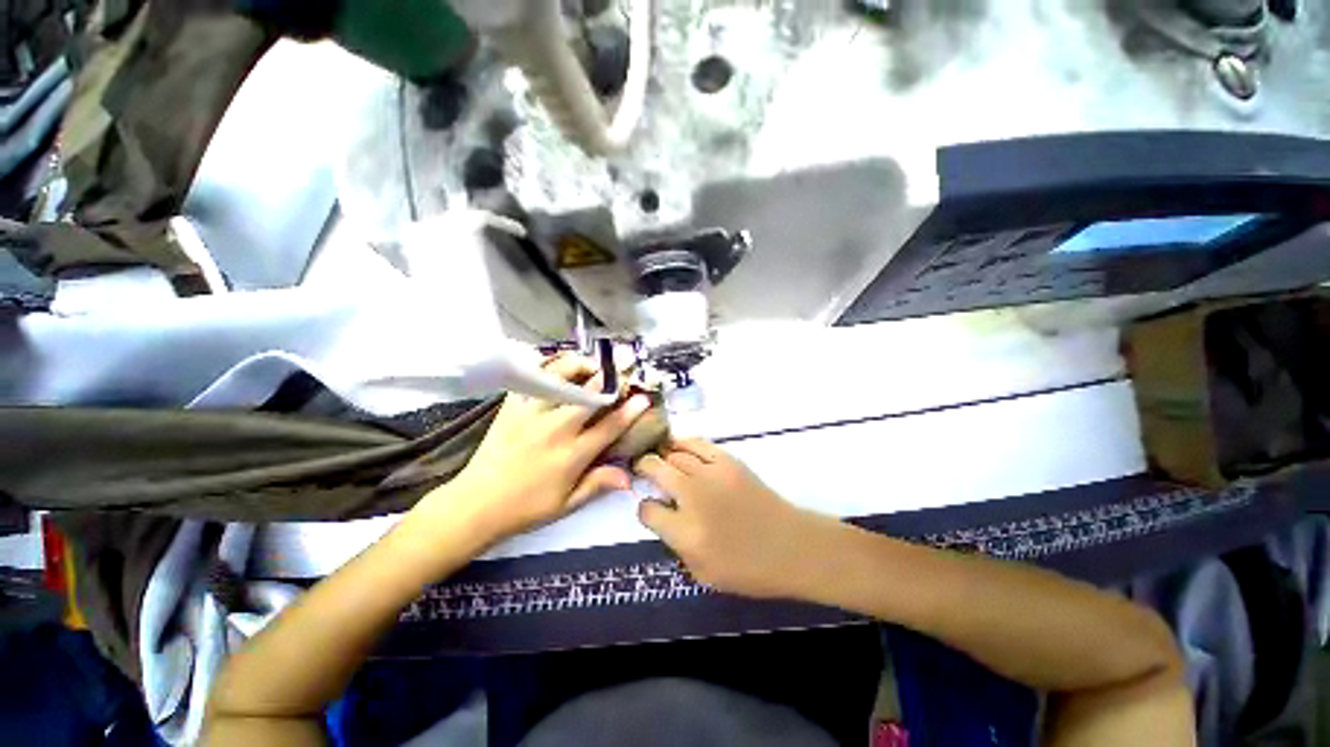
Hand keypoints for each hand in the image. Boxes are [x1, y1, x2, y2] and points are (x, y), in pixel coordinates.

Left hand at [416, 354, 651, 545]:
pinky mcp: (511, 406)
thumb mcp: (567, 504)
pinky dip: (547, 367)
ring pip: (560, 377)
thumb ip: (599, 484)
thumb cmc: (526, 507)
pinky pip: (531, 377)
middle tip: (622, 373)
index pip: (610, 425)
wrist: (475, 504)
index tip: (644, 397)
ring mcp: (531, 413)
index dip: (631, 409)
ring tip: (590, 365)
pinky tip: (557, 367)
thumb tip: (630, 477)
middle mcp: (556, 428)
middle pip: (590, 394)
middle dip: (611, 379)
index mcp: (573, 454)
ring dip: (580, 366)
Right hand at [635, 439, 835, 598]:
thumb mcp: (702, 573)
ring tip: (658, 457)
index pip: (648, 510)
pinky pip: (698, 444)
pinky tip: (678, 446)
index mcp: (685, 532)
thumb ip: (675, 545)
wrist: (789, 546)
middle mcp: (693, 497)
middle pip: (656, 469)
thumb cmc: (747, 568)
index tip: (651, 509)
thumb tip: (662, 517)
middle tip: (642, 469)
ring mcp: (711, 474)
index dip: (645, 509)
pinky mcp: (728, 461)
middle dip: (644, 467)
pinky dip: (683, 443)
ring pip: (675, 454)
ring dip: (662, 455)